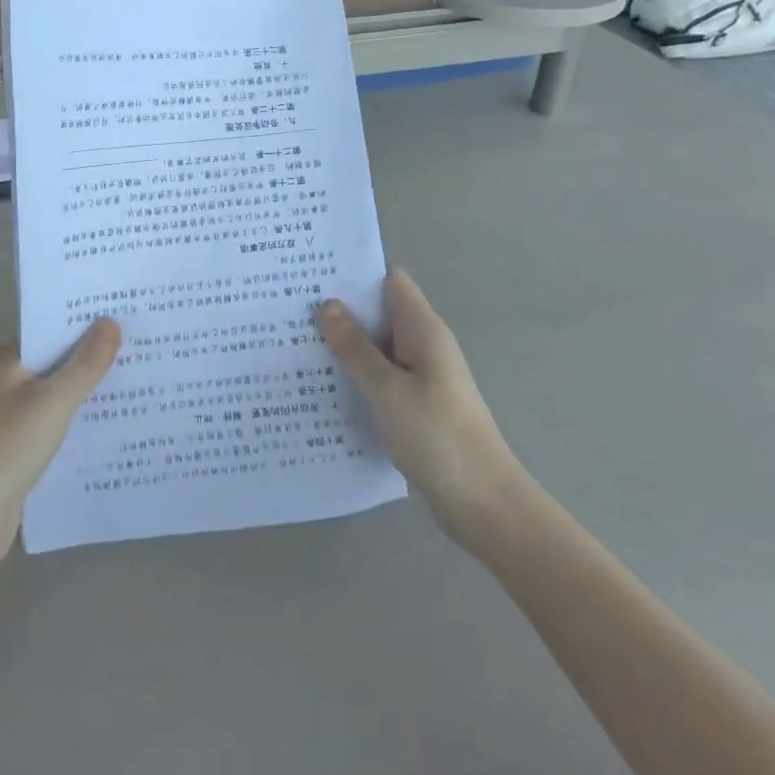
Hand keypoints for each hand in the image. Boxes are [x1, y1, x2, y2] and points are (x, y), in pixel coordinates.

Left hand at [0, 321, 121, 579]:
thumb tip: (111, 320)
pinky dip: (81, 427)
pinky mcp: (19, 454)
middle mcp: (7, 384)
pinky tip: (116, 428)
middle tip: (147, 347)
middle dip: (96, 359)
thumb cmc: (5, 450)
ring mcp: (12, 421)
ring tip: (142, 383)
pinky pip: (57, 430)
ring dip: (91, 394)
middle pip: (59, 363)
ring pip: (60, 398)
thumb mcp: (53, 402)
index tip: (129, 314)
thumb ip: (85, 364)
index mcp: (8, 361)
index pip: (54, 329)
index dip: (89, 322)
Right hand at [315, 269, 524, 543]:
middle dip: (341, 308)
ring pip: (377, 346)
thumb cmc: (437, 437)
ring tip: (294, 341)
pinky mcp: (415, 405)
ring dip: (344, 344)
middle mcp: (424, 345)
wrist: (483, 504)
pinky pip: (380, 376)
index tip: (314, 271)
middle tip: (291, 306)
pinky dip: (355, 374)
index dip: (355, 271)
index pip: (390, 280)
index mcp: (423, 330)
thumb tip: (327, 304)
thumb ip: (355, 347)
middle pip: (380, 311)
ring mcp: (421, 376)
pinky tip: (321, 384)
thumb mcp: (388, 389)